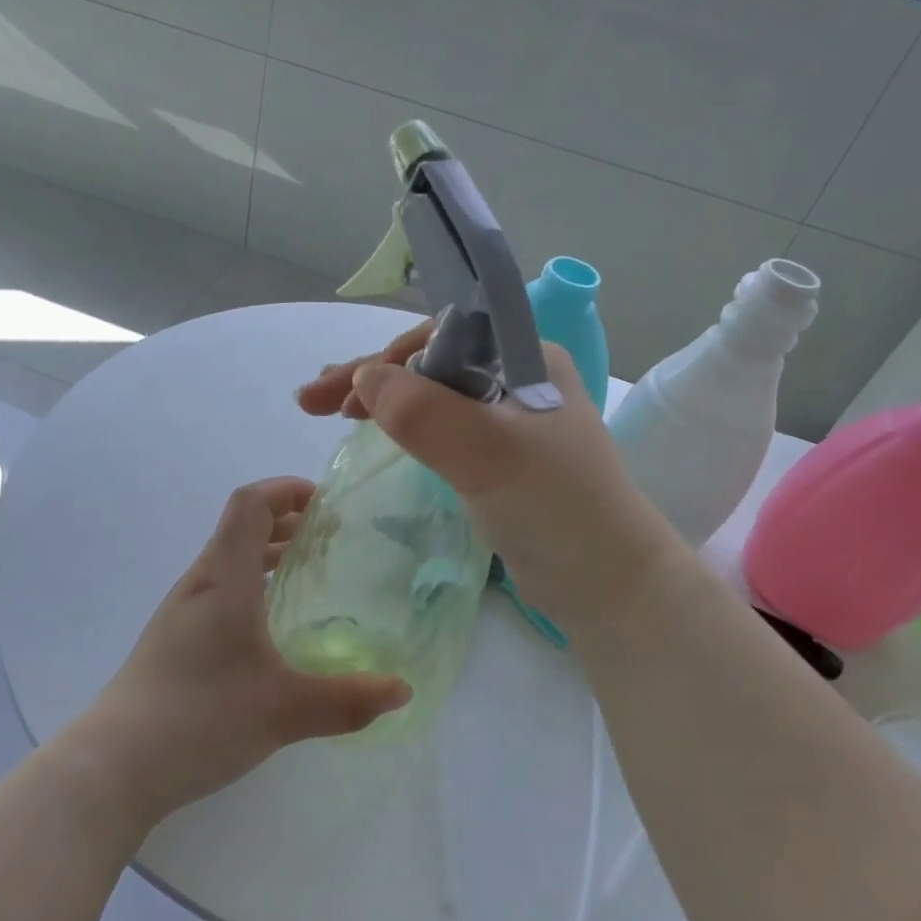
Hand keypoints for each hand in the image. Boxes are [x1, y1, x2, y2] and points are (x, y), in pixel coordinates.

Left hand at [77, 478, 410, 823]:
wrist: (112, 767)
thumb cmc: (199, 718)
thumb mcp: (283, 710)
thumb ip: (347, 699)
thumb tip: (402, 690)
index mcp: (224, 579)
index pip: (251, 504)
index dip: (286, 489)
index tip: (325, 501)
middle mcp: (200, 584)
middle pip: (241, 528)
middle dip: (287, 521)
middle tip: (331, 538)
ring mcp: (181, 613)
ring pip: (229, 561)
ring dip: (268, 554)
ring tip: (307, 574)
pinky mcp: (173, 641)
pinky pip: (219, 591)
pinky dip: (251, 585)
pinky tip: (271, 627)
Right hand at [297, 323, 681, 631]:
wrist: (608, 585)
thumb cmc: (556, 510)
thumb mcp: (489, 454)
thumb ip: (425, 412)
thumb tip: (363, 378)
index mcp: (527, 359)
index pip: (443, 335)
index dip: (387, 355)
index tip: (342, 390)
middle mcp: (520, 379)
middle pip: (432, 363)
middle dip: (372, 378)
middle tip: (312, 401)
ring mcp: (512, 420)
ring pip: (434, 396)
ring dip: (384, 400)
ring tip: (332, 413)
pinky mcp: (503, 458)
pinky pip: (444, 428)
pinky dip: (406, 427)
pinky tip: (380, 433)